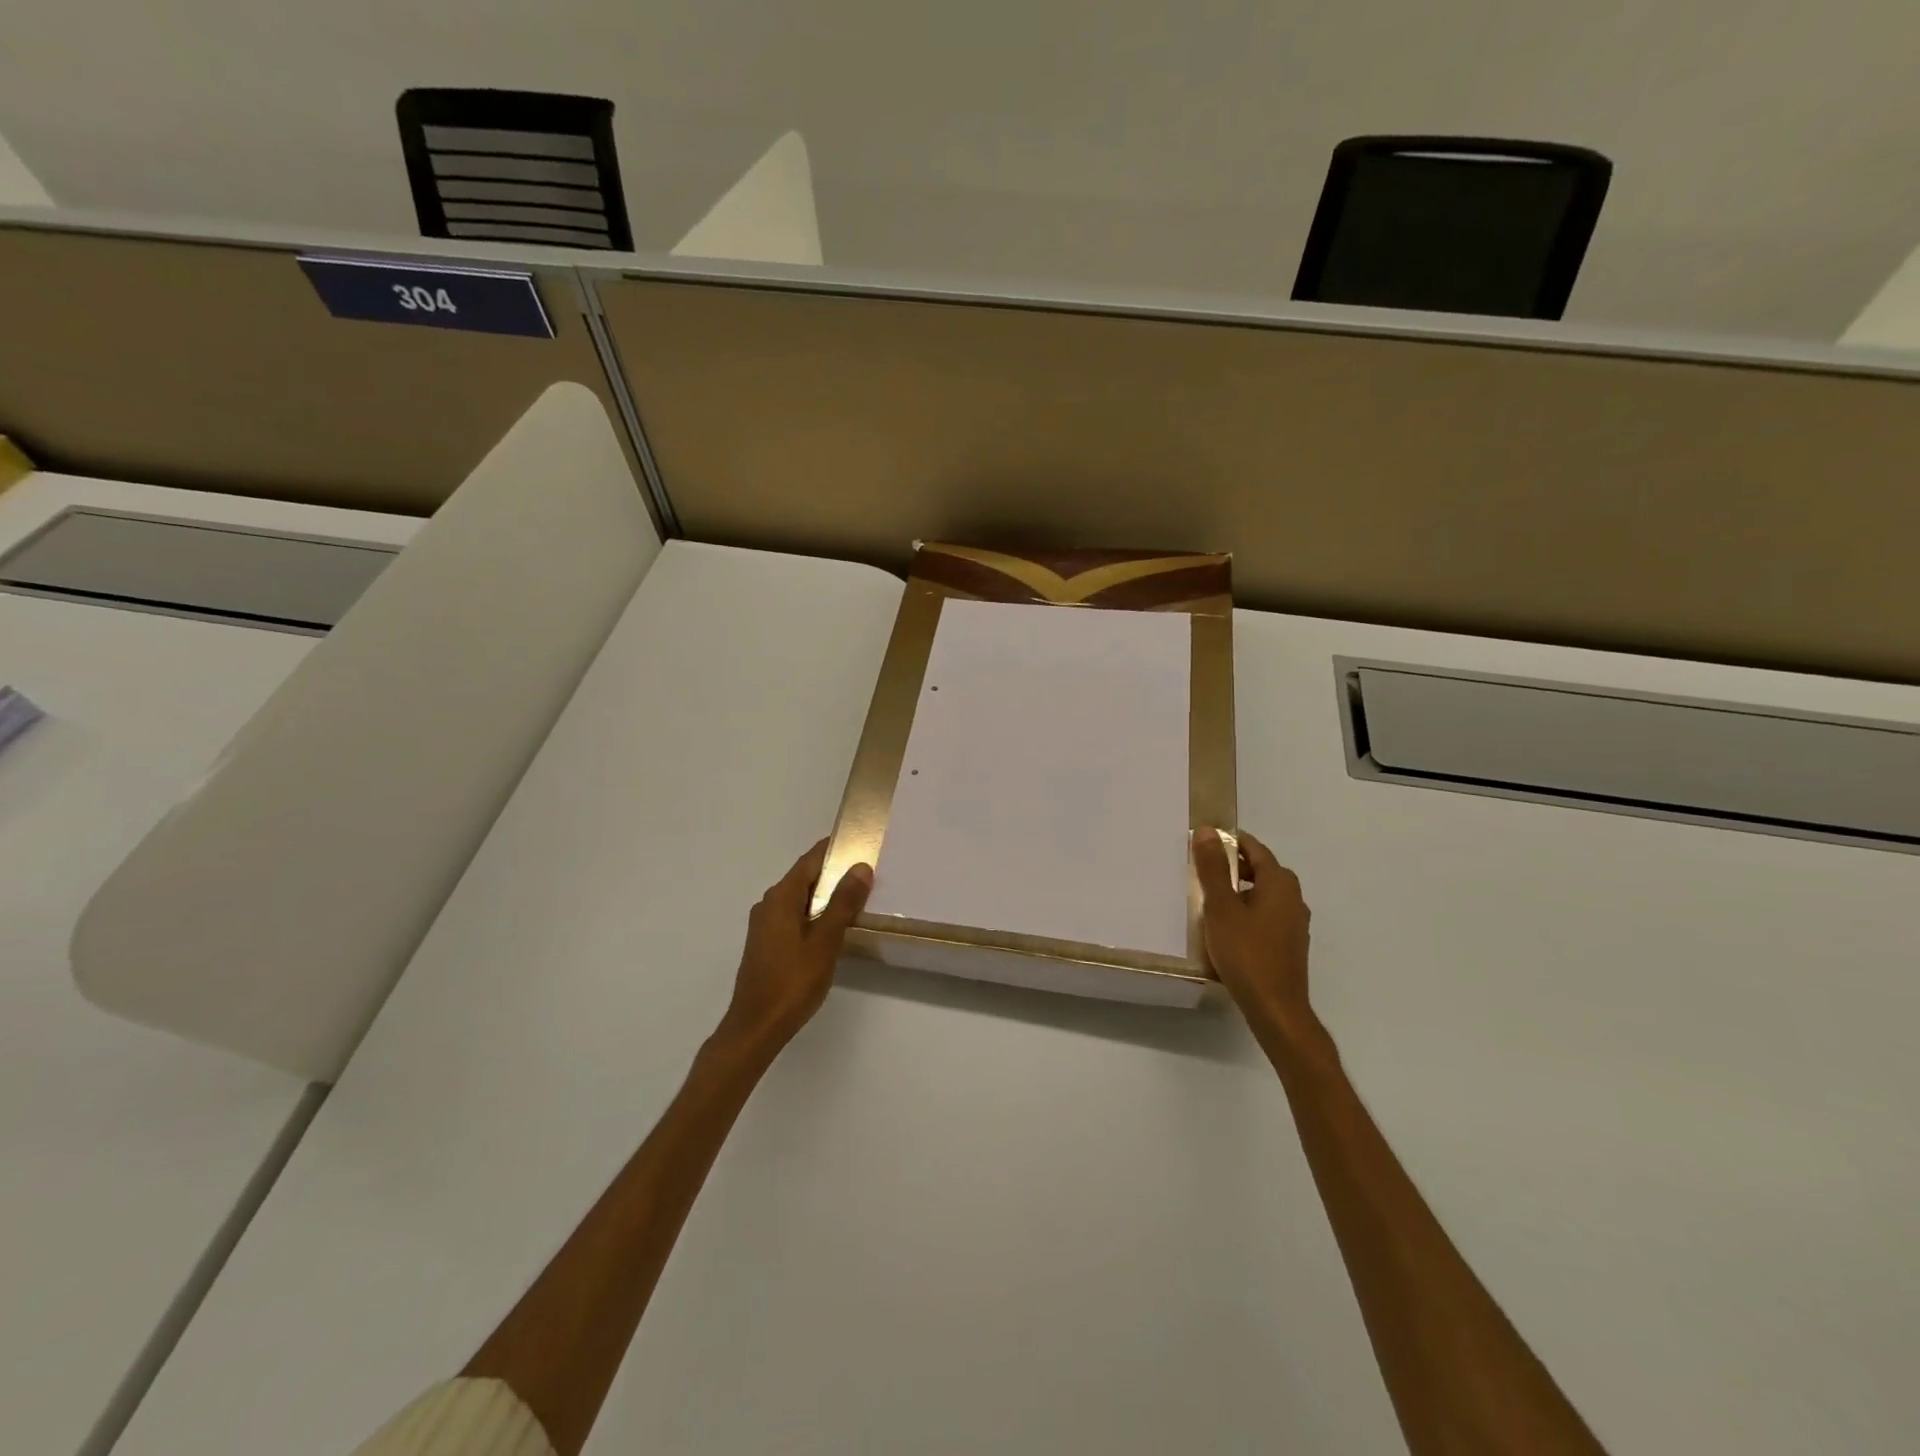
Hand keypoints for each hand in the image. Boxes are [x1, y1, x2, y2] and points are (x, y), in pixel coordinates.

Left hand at [715, 838, 871, 1059]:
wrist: (756, 1028)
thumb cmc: (792, 982)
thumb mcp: (825, 942)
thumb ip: (842, 904)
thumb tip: (860, 867)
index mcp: (780, 899)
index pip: (809, 861)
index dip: (832, 849)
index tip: (858, 841)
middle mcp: (768, 905)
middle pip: (804, 878)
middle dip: (832, 872)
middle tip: (866, 871)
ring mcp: (764, 926)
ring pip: (799, 899)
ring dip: (824, 895)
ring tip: (856, 897)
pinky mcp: (766, 944)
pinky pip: (793, 916)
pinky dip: (814, 913)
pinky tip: (832, 927)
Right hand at [1194, 828, 1314, 1037]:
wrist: (1275, 1008)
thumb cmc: (1246, 953)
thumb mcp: (1221, 907)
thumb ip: (1214, 868)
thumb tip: (1208, 831)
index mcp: (1280, 883)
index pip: (1255, 849)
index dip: (1230, 842)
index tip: (1204, 843)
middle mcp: (1294, 898)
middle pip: (1262, 870)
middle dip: (1234, 865)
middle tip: (1202, 870)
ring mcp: (1295, 924)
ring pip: (1265, 894)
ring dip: (1240, 890)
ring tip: (1210, 898)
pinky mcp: (1290, 944)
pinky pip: (1267, 915)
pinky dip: (1248, 911)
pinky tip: (1228, 928)